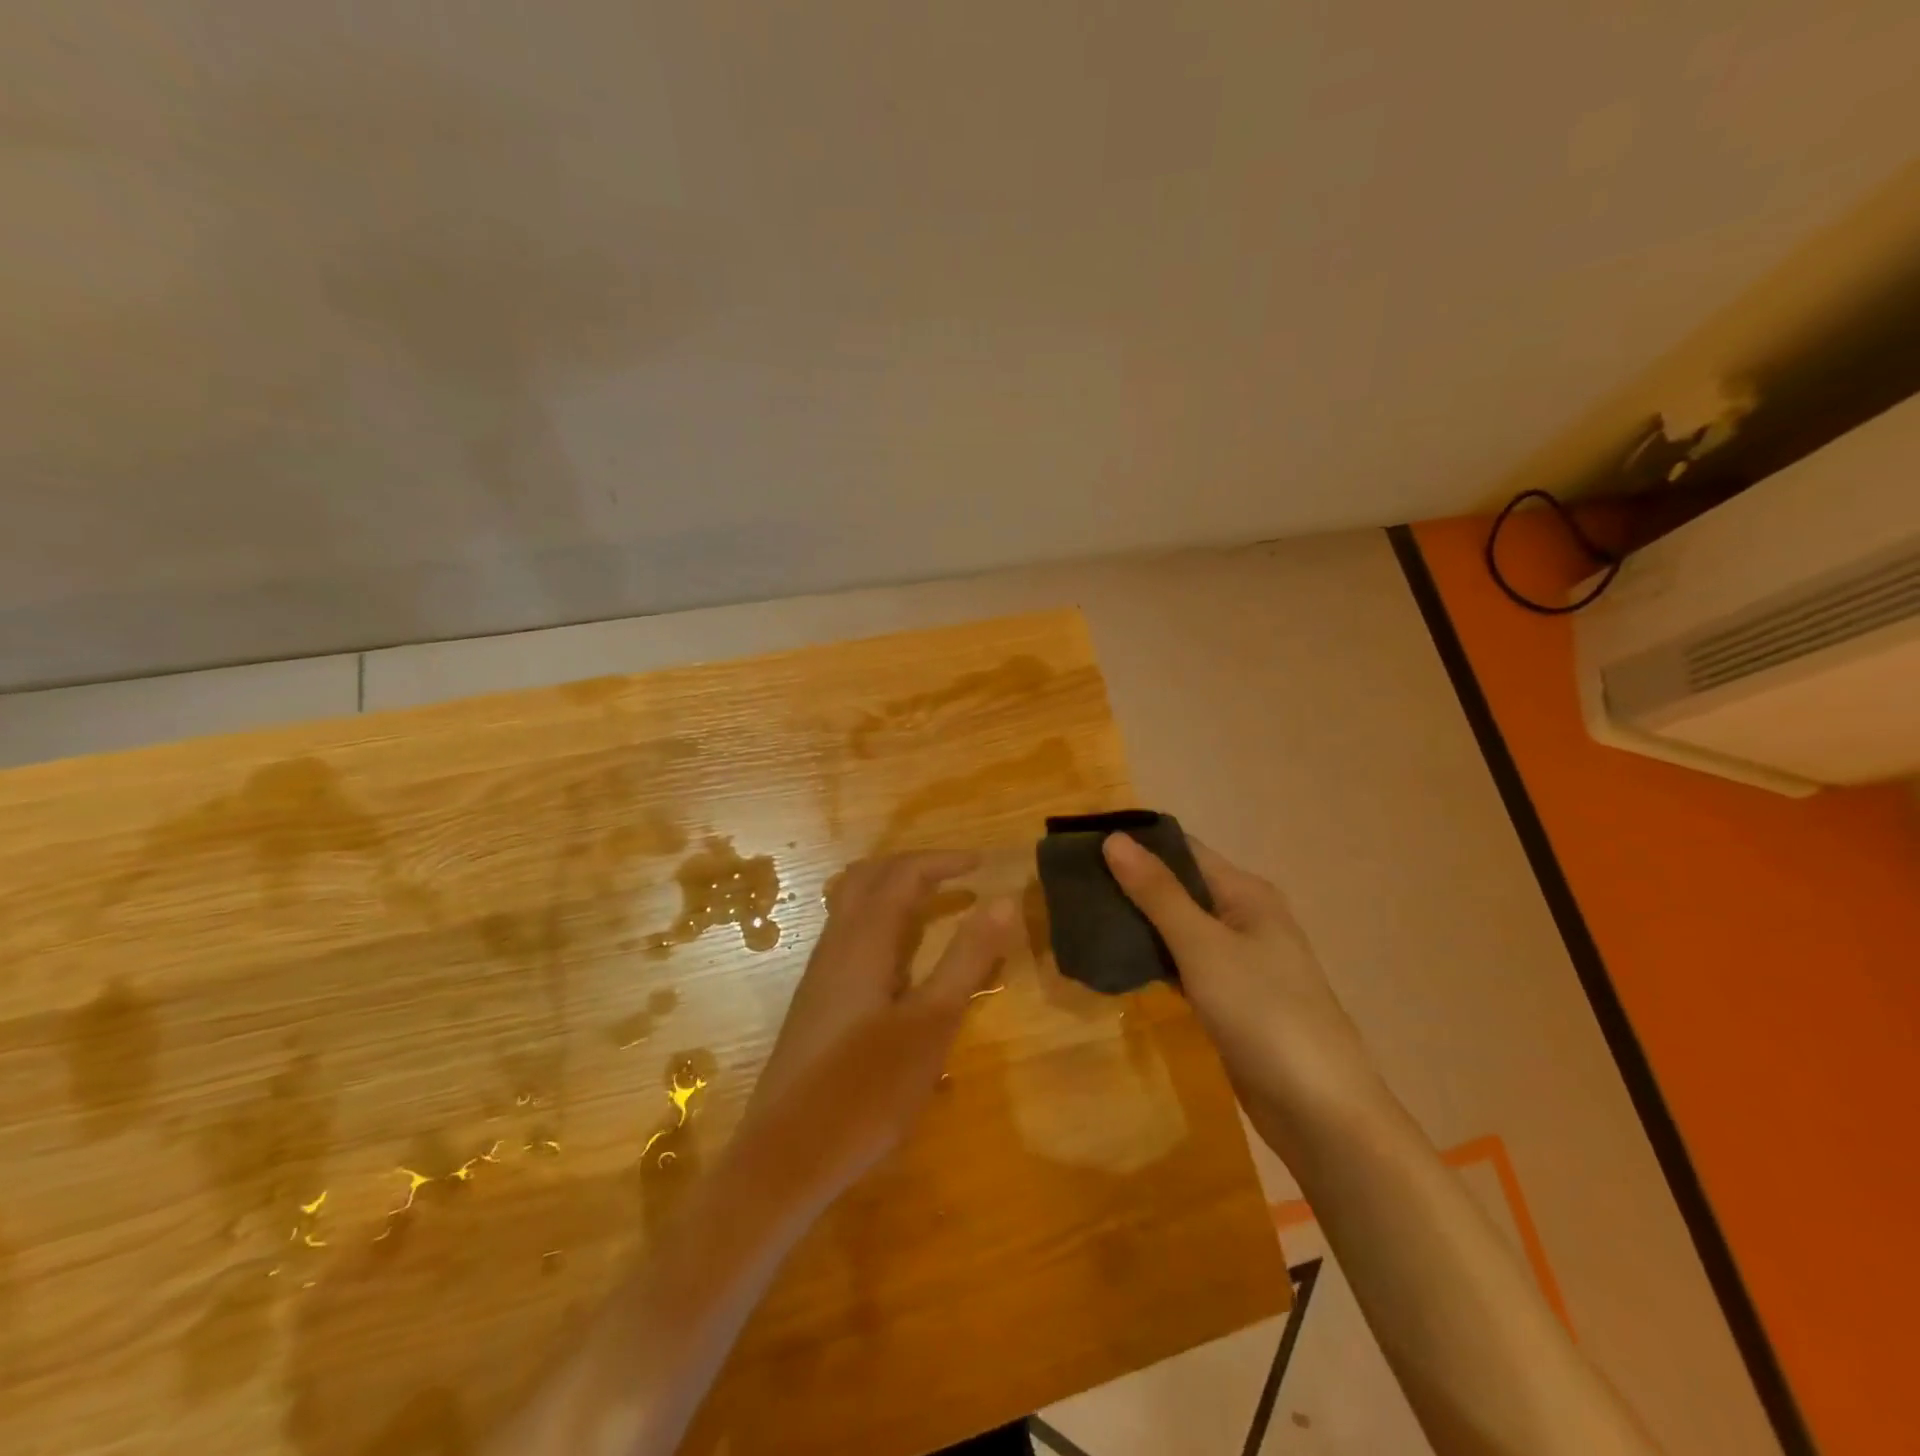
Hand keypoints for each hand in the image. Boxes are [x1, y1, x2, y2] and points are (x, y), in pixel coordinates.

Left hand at [734, 853, 1015, 1204]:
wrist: (786, 1158)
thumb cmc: (866, 1089)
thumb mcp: (931, 1024)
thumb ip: (966, 959)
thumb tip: (1002, 900)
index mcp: (864, 940)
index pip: (903, 874)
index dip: (943, 861)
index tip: (982, 864)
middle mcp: (836, 945)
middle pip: (869, 878)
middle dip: (913, 866)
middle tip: (956, 875)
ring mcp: (820, 974)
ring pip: (852, 906)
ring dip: (894, 893)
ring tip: (935, 907)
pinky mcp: (816, 1002)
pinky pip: (850, 936)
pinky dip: (881, 924)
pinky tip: (903, 963)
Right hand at [1101, 834, 1384, 1151]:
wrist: (1321, 1112)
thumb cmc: (1264, 1013)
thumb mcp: (1204, 946)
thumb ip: (1158, 893)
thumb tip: (1114, 838)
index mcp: (1246, 894)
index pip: (1183, 850)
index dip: (1136, 844)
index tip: (1083, 845)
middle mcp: (1244, 918)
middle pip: (1179, 887)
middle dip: (1130, 884)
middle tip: (1072, 885)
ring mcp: (1238, 961)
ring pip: (1177, 928)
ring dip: (1137, 922)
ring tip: (1082, 917)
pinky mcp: (1229, 999)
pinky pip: (1182, 964)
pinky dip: (1152, 959)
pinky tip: (1115, 961)